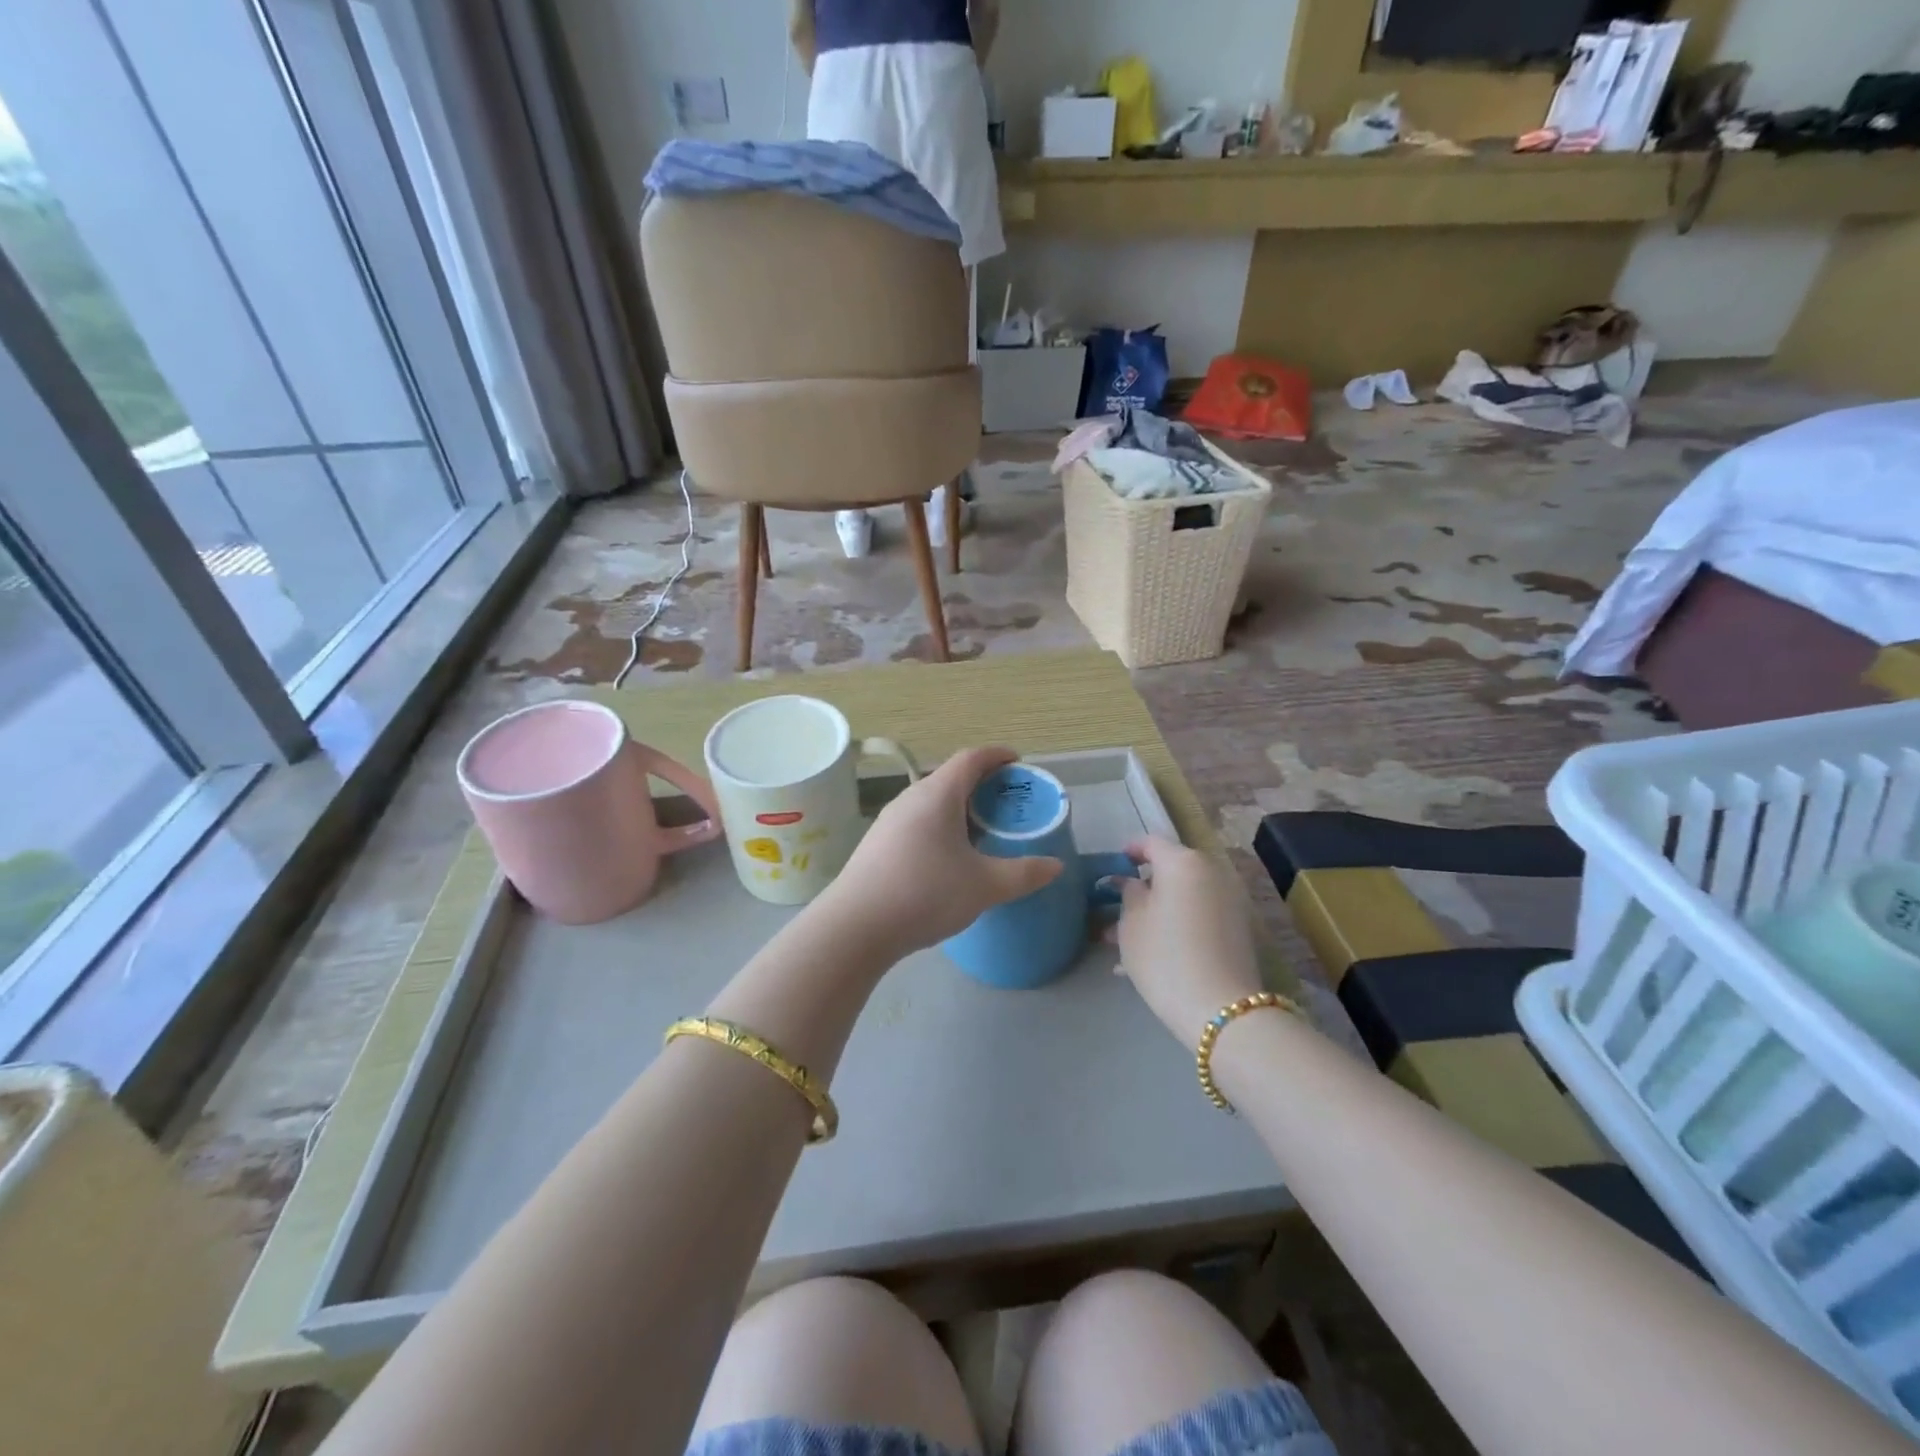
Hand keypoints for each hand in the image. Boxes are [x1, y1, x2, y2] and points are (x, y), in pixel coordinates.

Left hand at [819, 748, 1062, 959]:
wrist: (855, 927)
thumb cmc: (924, 893)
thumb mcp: (984, 886)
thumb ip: (1024, 874)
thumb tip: (1055, 866)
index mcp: (938, 794)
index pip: (972, 758)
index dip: (998, 756)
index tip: (1019, 764)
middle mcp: (911, 797)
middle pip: (951, 778)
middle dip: (982, 785)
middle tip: (1008, 805)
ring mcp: (889, 820)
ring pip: (932, 802)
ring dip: (959, 809)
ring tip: (982, 833)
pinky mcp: (877, 843)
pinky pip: (917, 822)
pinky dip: (940, 827)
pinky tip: (948, 858)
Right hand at [1114, 837, 1262, 1043]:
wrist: (1221, 1008)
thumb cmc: (1164, 956)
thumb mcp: (1132, 923)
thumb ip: (1128, 893)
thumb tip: (1131, 882)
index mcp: (1182, 862)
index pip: (1151, 842)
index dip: (1129, 850)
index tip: (1112, 866)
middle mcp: (1211, 872)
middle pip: (1171, 870)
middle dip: (1143, 887)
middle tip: (1116, 908)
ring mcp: (1229, 900)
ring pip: (1184, 897)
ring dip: (1158, 910)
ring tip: (1127, 940)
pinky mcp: (1238, 928)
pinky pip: (1199, 915)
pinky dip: (1177, 924)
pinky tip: (1154, 954)